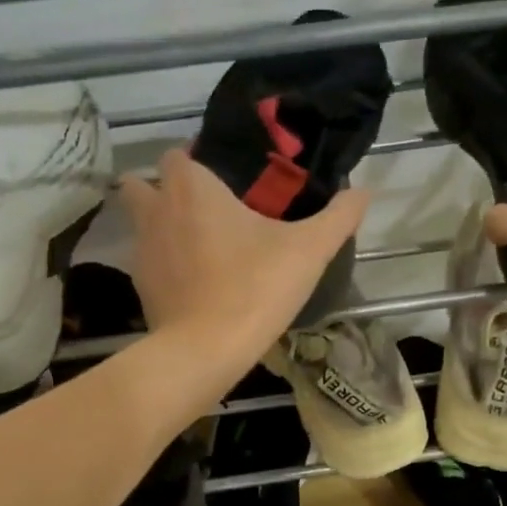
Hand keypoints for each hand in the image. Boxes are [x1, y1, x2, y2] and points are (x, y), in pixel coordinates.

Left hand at [119, 148, 368, 364]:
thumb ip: (338, 217)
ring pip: (142, 223)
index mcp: (191, 188)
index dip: (196, 159)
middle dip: (165, 189)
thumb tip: (365, 191)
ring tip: (200, 243)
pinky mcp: (141, 287)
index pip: (177, 154)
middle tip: (205, 207)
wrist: (205, 351)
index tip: (224, 177)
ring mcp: (142, 251)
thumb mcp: (309, 251)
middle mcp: (157, 211)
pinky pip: (149, 261)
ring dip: (163, 226)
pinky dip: (165, 263)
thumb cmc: (255, 288)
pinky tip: (194, 280)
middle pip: (143, 184)